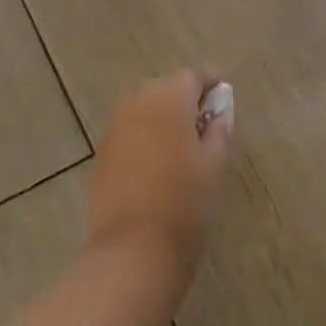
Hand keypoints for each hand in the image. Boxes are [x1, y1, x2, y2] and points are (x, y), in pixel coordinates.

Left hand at [87, 70, 234, 275]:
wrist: (134, 249)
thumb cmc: (185, 203)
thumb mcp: (214, 164)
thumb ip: (218, 130)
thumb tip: (219, 112)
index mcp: (168, 101)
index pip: (192, 77)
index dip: (209, 84)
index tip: (222, 98)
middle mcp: (137, 104)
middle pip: (165, 88)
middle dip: (185, 98)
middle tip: (206, 123)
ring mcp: (115, 127)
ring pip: (145, 107)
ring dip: (163, 116)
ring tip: (183, 143)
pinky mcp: (103, 152)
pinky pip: (130, 129)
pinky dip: (145, 134)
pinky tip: (158, 160)